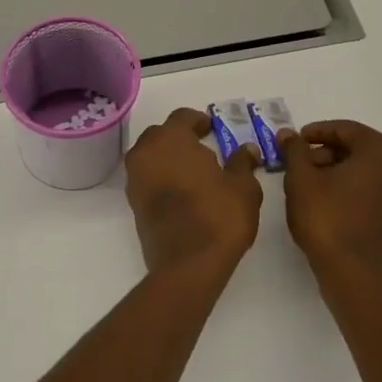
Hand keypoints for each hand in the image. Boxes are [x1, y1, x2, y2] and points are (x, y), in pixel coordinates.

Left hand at [125, 108, 262, 274]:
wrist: (187, 264)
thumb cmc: (219, 216)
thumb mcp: (242, 187)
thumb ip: (243, 163)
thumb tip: (247, 149)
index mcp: (170, 139)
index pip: (182, 117)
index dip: (198, 120)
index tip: (212, 129)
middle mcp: (145, 153)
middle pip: (161, 135)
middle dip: (180, 138)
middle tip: (203, 148)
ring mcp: (135, 180)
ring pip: (151, 157)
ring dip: (168, 159)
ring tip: (194, 172)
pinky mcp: (134, 204)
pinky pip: (147, 179)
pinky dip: (162, 179)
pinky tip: (183, 192)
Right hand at [281, 120, 381, 278]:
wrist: (355, 275)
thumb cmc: (327, 219)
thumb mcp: (301, 179)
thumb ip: (294, 150)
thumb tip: (287, 134)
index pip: (346, 130)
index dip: (315, 133)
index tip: (294, 141)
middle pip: (360, 149)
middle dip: (328, 154)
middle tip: (300, 165)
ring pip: (370, 171)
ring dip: (342, 172)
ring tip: (312, 185)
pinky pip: (379, 191)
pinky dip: (357, 189)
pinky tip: (333, 202)